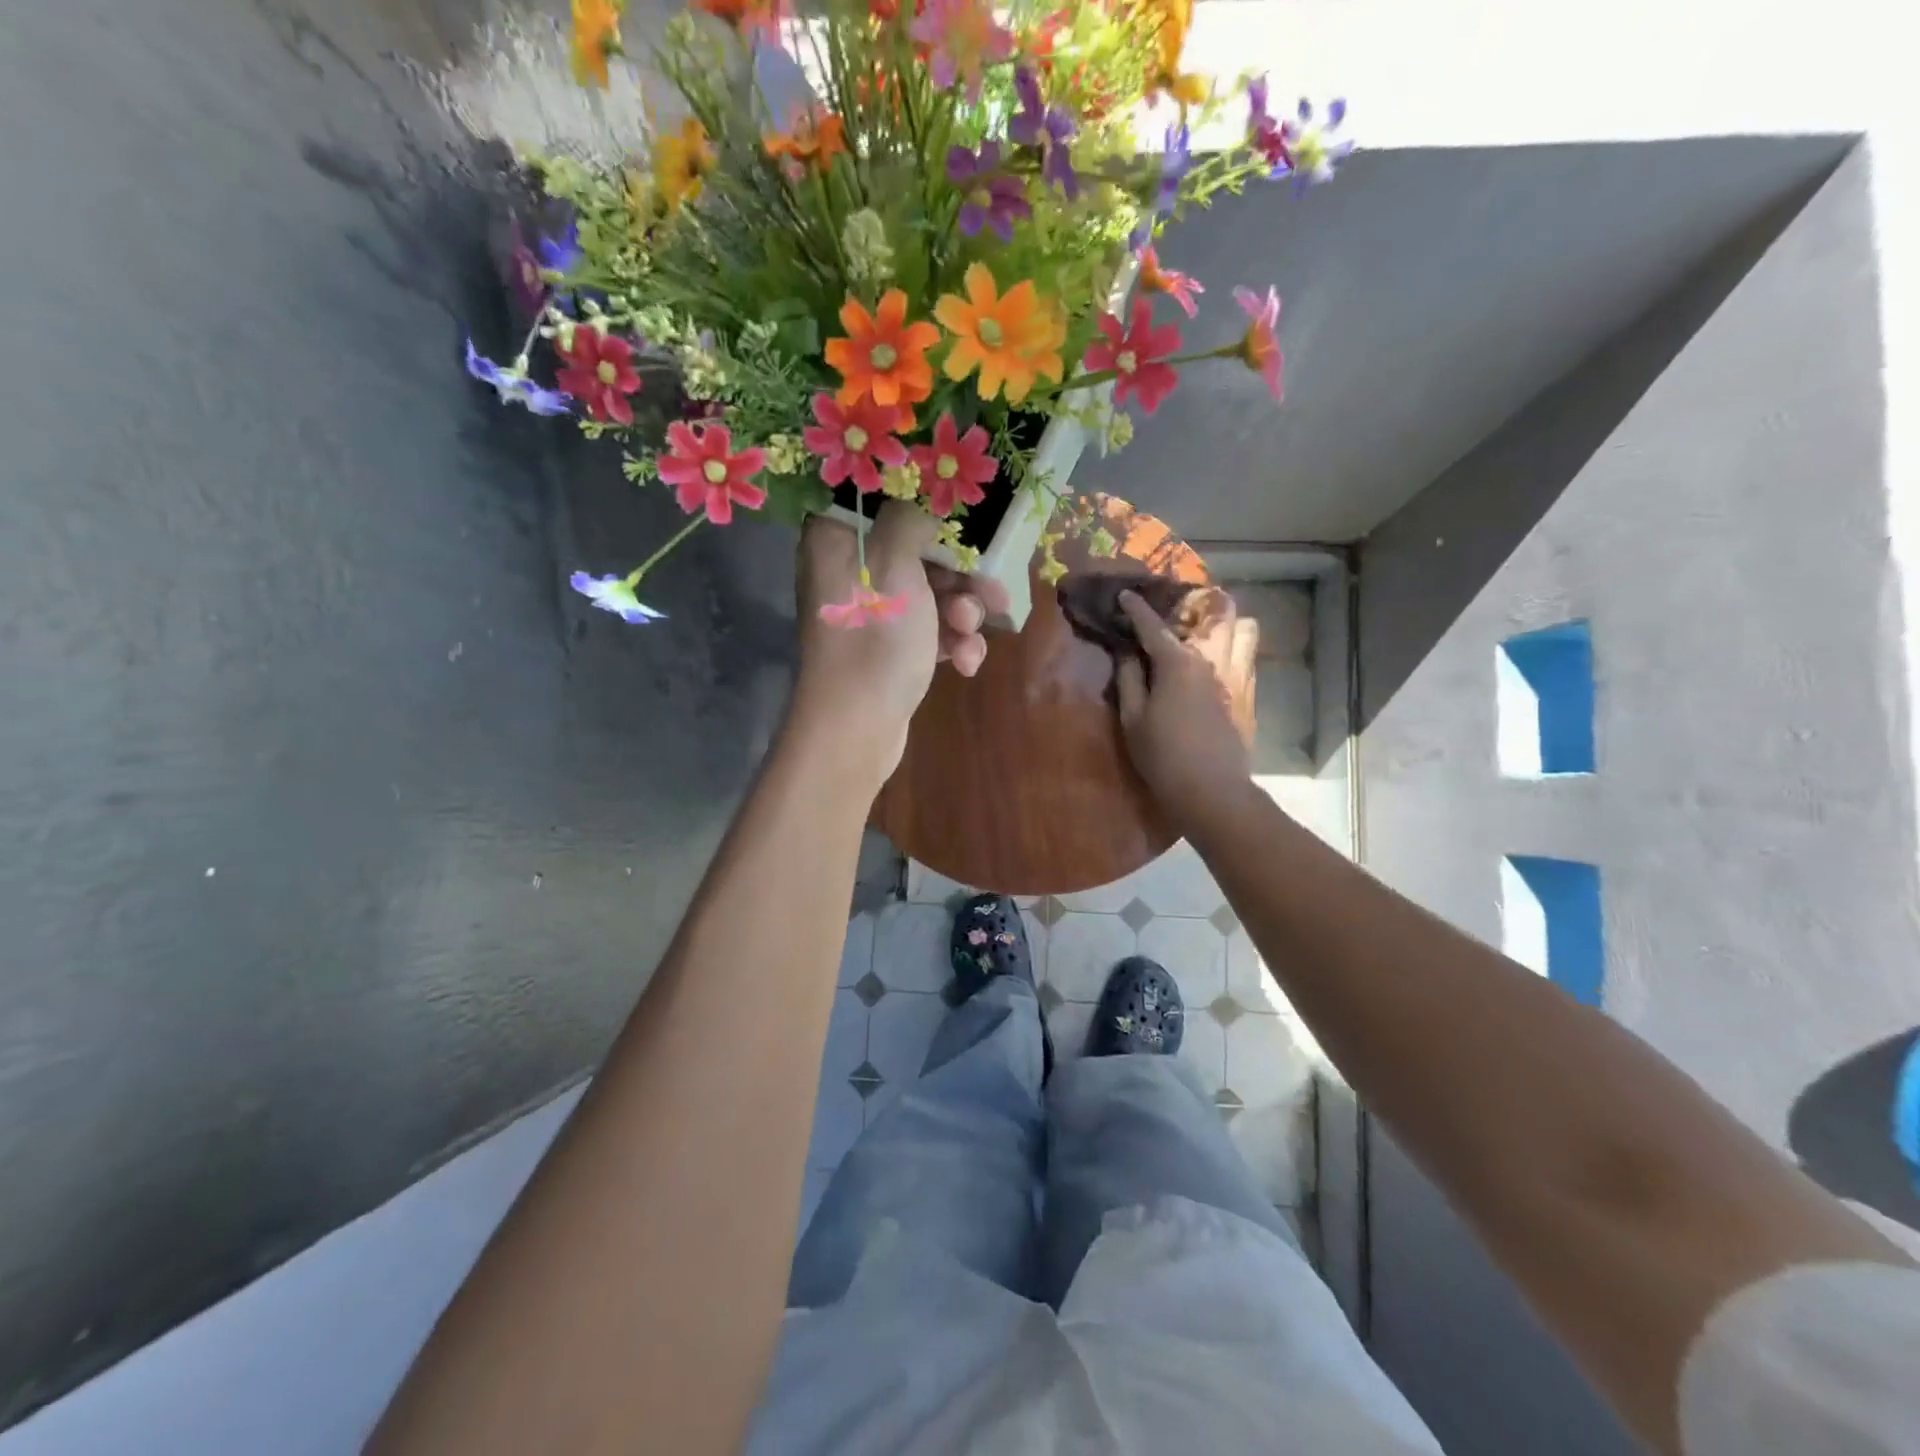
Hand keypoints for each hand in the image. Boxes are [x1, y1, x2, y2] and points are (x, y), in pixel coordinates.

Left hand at [791, 502, 1010, 779]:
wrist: (857, 728)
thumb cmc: (873, 639)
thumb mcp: (894, 565)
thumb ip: (910, 518)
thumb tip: (922, 493)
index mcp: (835, 541)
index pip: (878, 499)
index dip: (922, 503)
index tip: (961, 512)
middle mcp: (849, 572)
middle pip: (917, 551)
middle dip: (959, 575)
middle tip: (991, 591)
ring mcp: (871, 614)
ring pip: (931, 594)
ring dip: (962, 613)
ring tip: (969, 634)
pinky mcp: (889, 649)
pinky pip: (929, 630)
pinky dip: (951, 643)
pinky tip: (965, 664)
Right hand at [1114, 589, 1251, 827]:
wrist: (1211, 791)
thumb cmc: (1162, 755)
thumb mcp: (1132, 718)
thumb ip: (1128, 679)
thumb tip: (1126, 652)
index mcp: (1176, 662)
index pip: (1151, 626)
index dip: (1135, 609)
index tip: (1125, 594)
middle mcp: (1208, 659)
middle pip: (1201, 619)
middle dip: (1183, 606)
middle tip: (1164, 611)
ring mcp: (1232, 675)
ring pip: (1238, 630)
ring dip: (1220, 621)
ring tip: (1200, 628)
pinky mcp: (1245, 693)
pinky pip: (1245, 656)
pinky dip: (1232, 646)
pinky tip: (1216, 658)